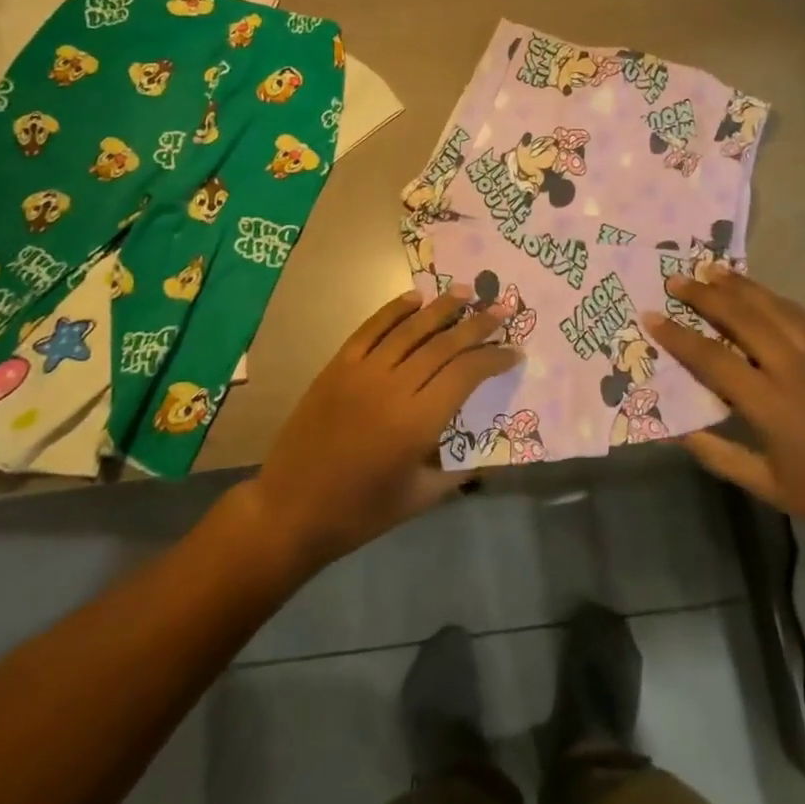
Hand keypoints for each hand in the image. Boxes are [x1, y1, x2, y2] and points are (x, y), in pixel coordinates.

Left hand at [253, 288, 521, 570]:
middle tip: (502, 308)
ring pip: (410, 330)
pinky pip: (370, 329)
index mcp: (417, 423)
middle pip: (443, 345)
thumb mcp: (419, 498)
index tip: (514, 351)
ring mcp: (362, 372)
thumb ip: (457, 470)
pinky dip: (393, 310)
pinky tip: (414, 298)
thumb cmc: (359, 512)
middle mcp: (393, 388)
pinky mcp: (337, 366)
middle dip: (477, 324)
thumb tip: (487, 451)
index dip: (493, 358)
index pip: (466, 374)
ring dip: (441, 308)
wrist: (290, 509)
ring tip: (465, 291)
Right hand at [645, 269, 804, 547]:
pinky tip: (764, 293)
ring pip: (775, 308)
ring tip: (712, 270)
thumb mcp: (765, 486)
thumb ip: (717, 454)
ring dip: (741, 286)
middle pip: (742, 319)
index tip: (651, 317)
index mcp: (769, 403)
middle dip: (705, 295)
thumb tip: (677, 430)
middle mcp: (792, 369)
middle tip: (677, 280)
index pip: (712, 359)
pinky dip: (779, 299)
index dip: (678, 337)